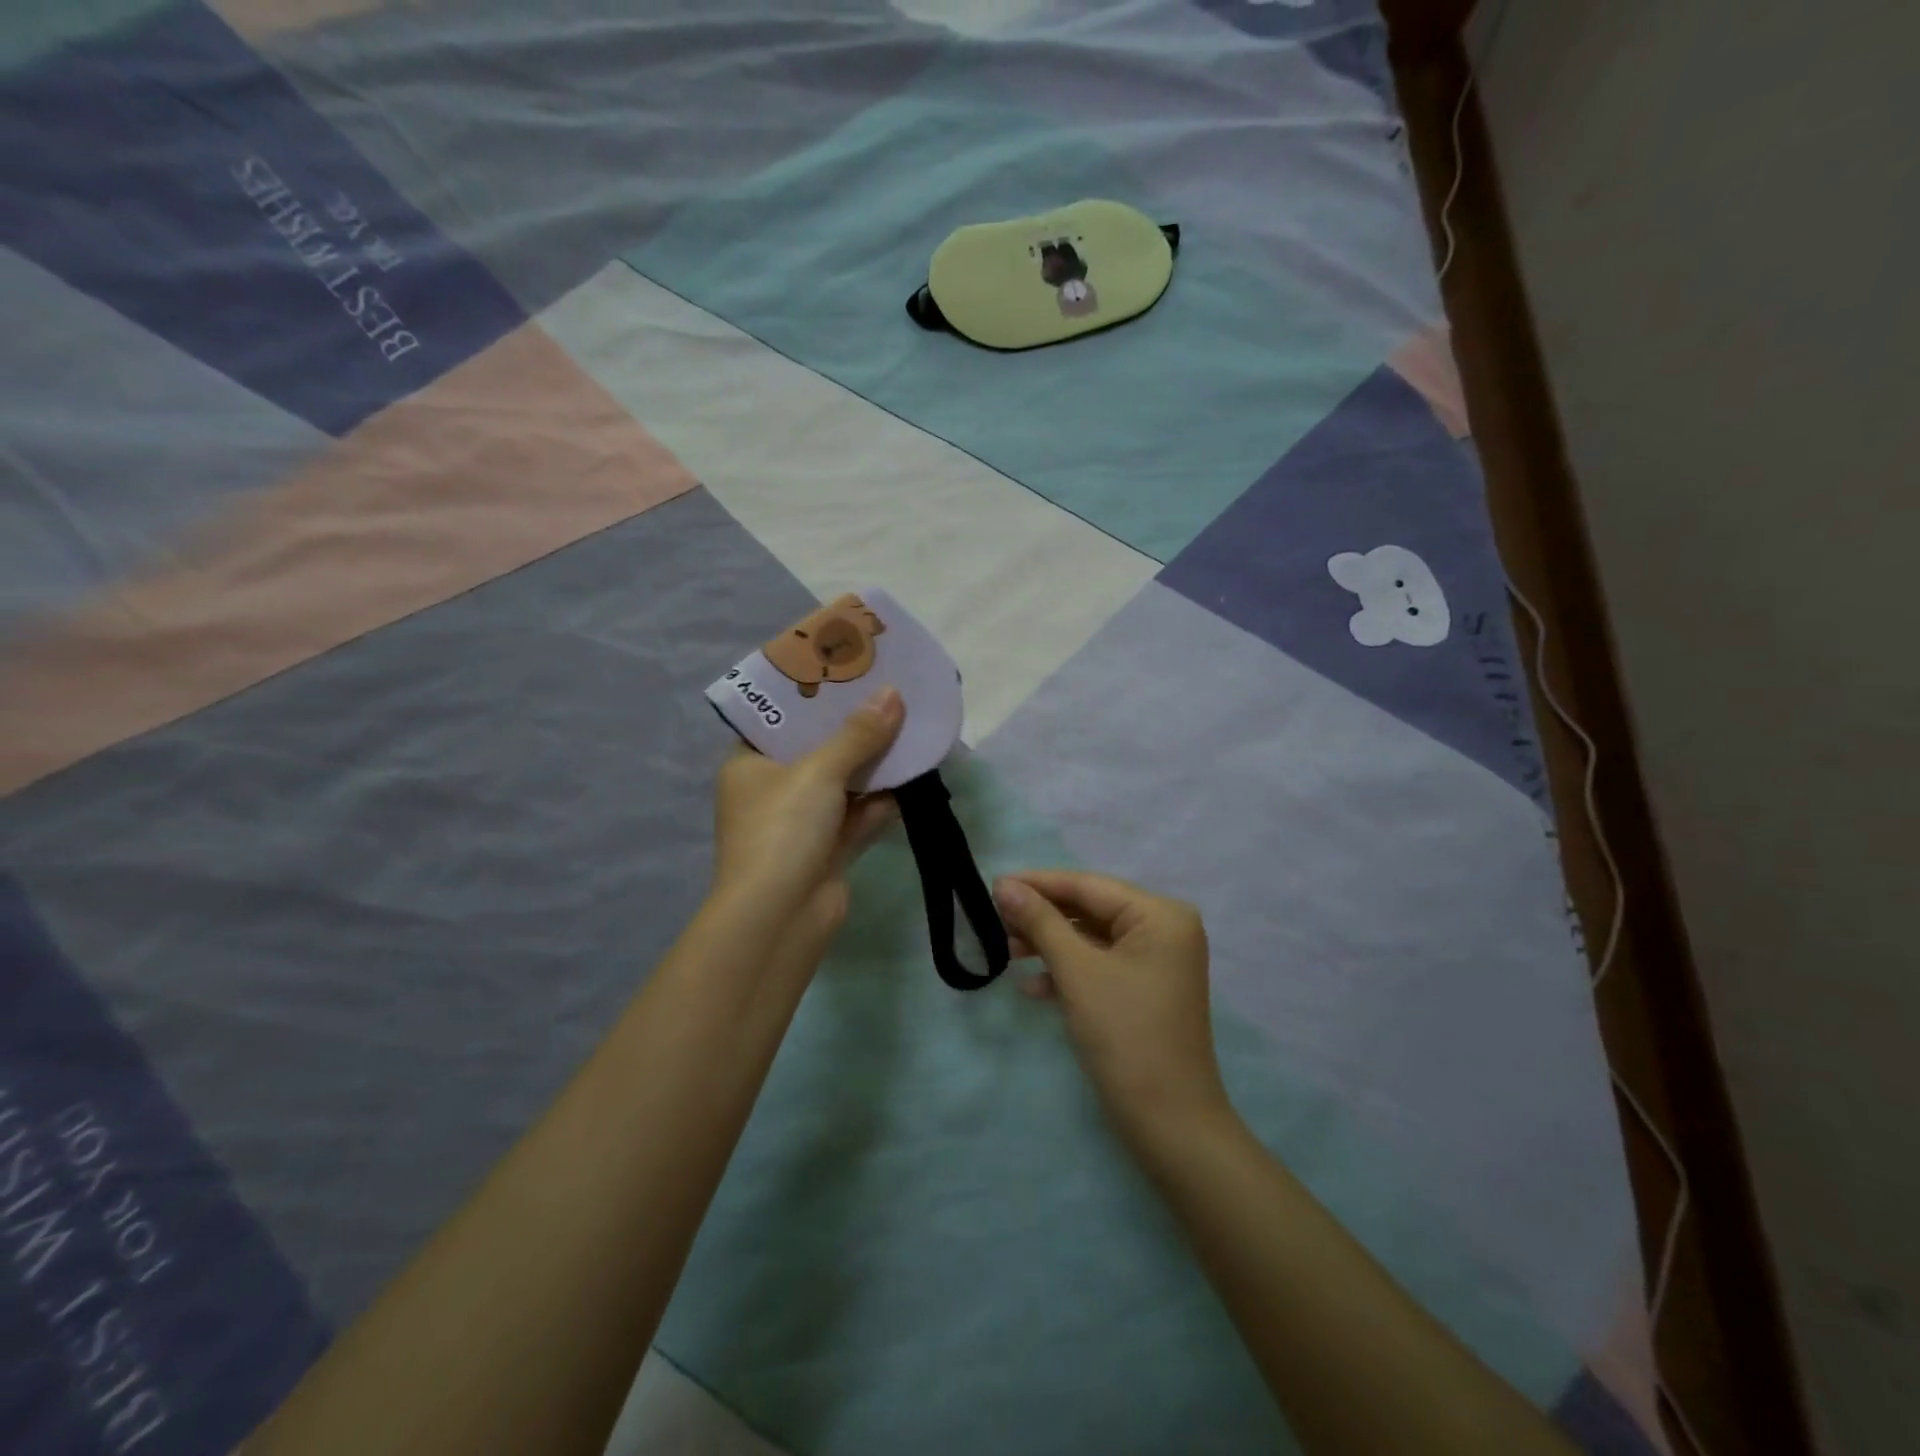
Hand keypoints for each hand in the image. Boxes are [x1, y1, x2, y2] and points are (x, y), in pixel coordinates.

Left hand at [711, 686, 904, 947]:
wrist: (779, 919)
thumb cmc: (782, 830)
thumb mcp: (818, 772)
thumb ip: (858, 734)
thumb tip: (893, 694)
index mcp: (749, 763)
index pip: (779, 718)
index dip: (812, 694)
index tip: (846, 669)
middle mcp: (772, 790)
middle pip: (817, 748)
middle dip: (853, 727)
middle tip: (886, 691)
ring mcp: (801, 823)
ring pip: (843, 783)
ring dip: (873, 763)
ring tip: (909, 725)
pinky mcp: (828, 850)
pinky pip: (858, 815)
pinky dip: (881, 800)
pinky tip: (912, 775)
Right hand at [994, 871, 1233, 1150]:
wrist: (1170, 1124)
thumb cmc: (1126, 1036)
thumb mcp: (1077, 972)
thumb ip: (1041, 922)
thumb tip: (1004, 884)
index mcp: (1160, 915)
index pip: (1089, 886)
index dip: (1039, 883)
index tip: (993, 883)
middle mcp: (1164, 929)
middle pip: (1090, 910)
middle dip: (1042, 918)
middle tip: (995, 920)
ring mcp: (1156, 962)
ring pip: (1091, 939)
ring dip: (1050, 945)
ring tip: (1006, 951)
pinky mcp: (1144, 990)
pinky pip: (1100, 965)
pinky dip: (1068, 971)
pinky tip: (1032, 987)